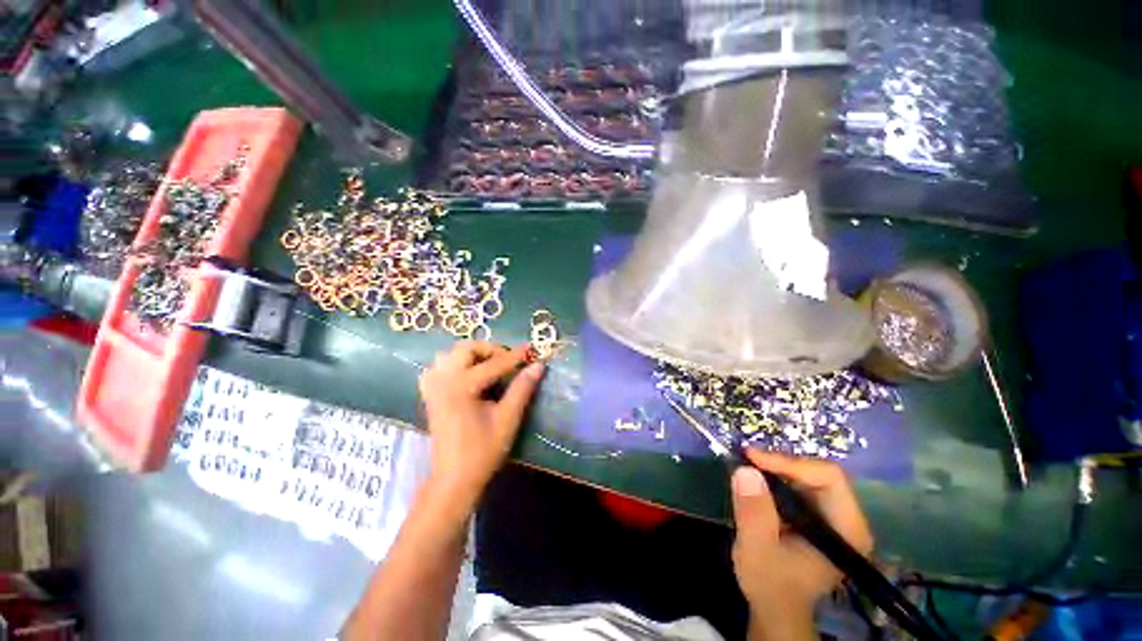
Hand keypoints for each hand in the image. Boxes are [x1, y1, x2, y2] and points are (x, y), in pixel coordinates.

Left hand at [418, 341, 544, 502]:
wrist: (454, 479)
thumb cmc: (483, 451)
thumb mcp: (507, 419)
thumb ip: (522, 388)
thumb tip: (538, 365)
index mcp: (461, 387)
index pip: (494, 364)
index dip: (515, 356)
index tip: (531, 349)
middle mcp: (443, 381)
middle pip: (465, 349)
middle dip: (489, 350)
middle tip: (508, 360)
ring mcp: (432, 387)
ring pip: (449, 355)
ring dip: (471, 354)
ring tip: (489, 365)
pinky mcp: (430, 396)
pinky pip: (438, 368)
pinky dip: (453, 364)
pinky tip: (466, 374)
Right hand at [731, 451, 873, 620]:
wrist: (774, 607)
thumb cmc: (771, 585)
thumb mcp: (757, 550)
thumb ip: (754, 512)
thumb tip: (745, 470)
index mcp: (846, 530)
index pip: (829, 478)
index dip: (790, 463)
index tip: (753, 459)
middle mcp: (846, 519)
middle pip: (818, 473)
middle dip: (780, 463)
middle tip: (746, 459)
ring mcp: (831, 516)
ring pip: (807, 475)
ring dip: (775, 467)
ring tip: (746, 464)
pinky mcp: (815, 515)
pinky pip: (798, 483)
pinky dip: (774, 476)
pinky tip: (754, 478)